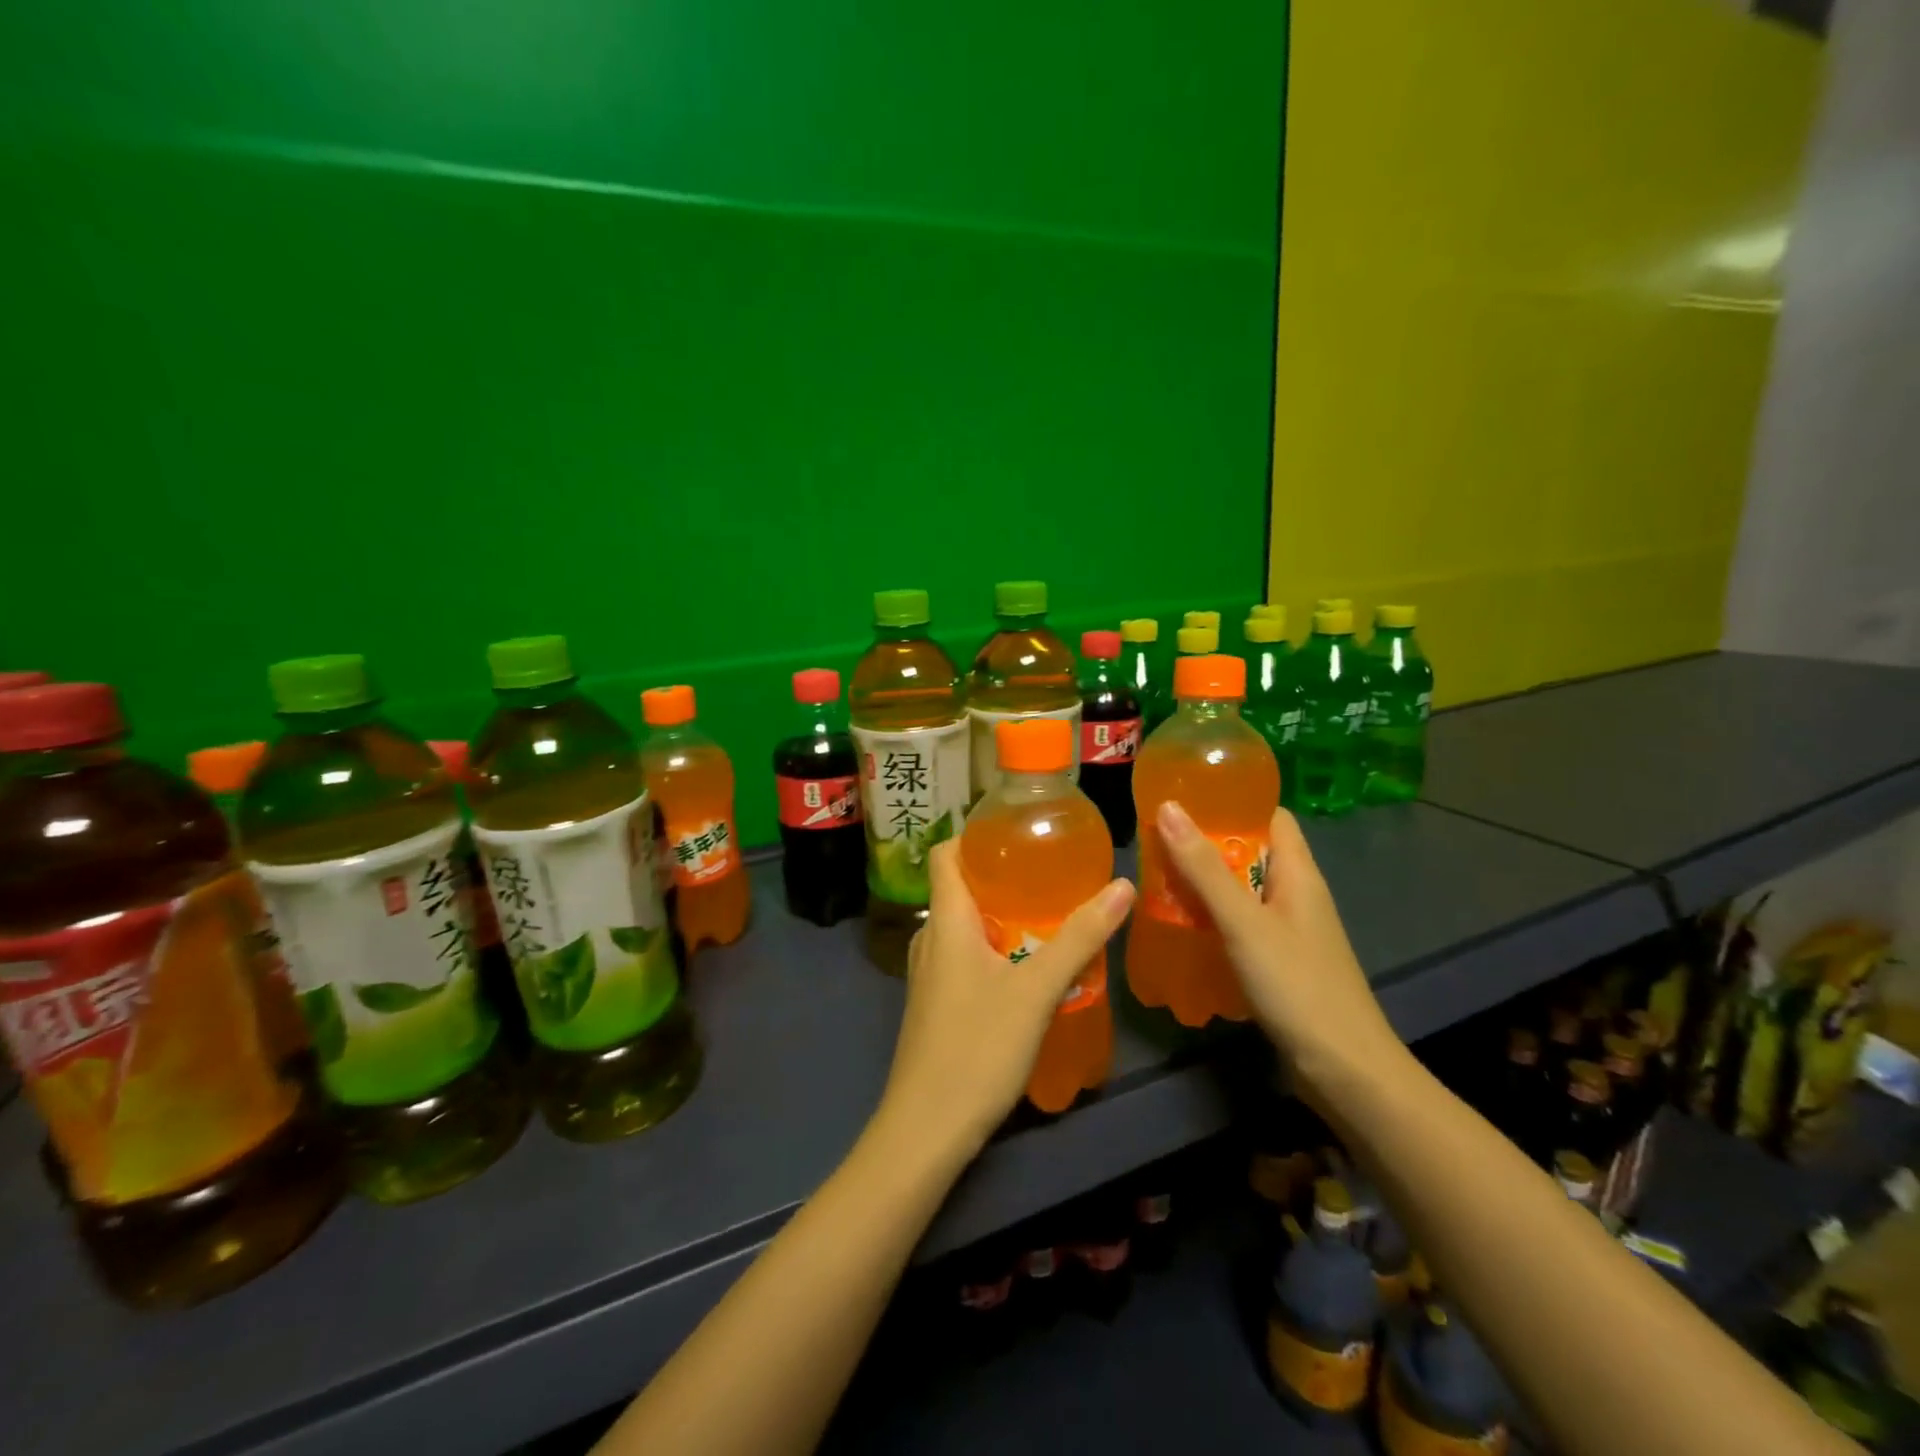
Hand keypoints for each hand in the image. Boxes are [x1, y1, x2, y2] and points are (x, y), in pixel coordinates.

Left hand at [879, 839, 1134, 1160]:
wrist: (926, 1129)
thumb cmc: (977, 1048)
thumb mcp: (1037, 990)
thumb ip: (1080, 937)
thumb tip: (1122, 885)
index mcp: (946, 920)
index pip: (946, 852)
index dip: (976, 835)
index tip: (1019, 832)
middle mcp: (930, 937)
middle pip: (960, 887)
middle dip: (1002, 875)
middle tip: (1051, 873)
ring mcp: (928, 973)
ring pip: (964, 925)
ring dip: (1002, 915)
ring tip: (1048, 914)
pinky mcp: (934, 1003)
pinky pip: (963, 956)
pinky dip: (994, 947)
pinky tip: (1028, 967)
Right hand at [1155, 800, 1403, 1101]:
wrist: (1344, 1070)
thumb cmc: (1297, 985)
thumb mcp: (1244, 922)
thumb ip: (1204, 868)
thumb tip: (1169, 806)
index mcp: (1298, 872)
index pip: (1270, 815)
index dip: (1233, 800)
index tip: (1185, 795)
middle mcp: (1295, 894)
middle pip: (1249, 851)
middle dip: (1205, 843)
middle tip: (1154, 838)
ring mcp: (1287, 929)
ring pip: (1240, 890)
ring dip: (1203, 883)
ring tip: (1155, 877)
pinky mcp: (1277, 960)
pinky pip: (1238, 923)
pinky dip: (1210, 918)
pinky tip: (1178, 925)